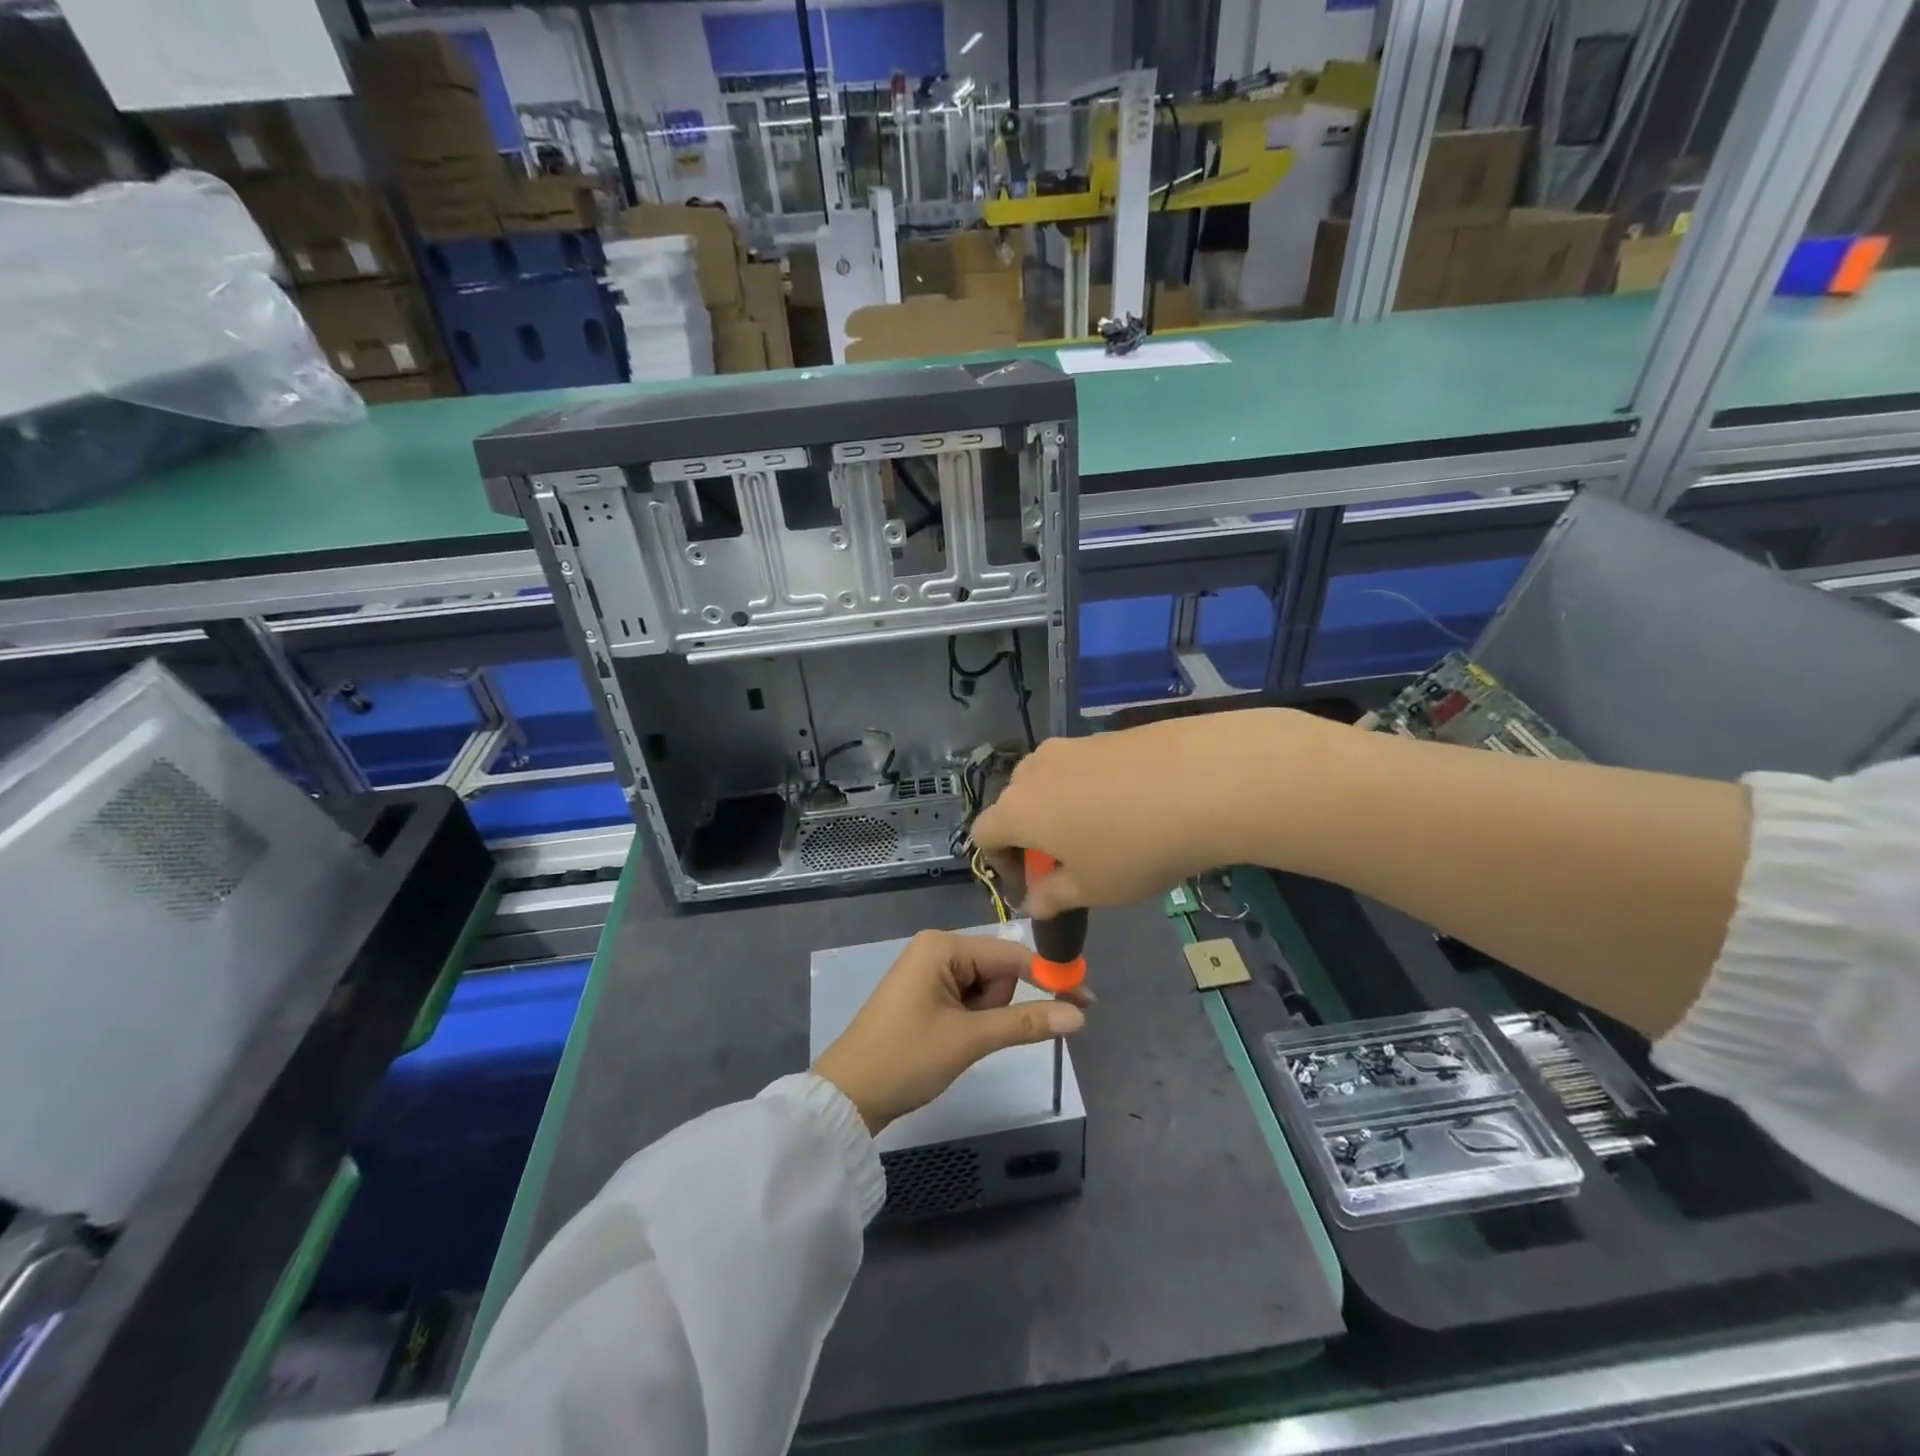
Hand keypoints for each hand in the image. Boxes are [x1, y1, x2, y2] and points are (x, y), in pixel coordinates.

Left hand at [813, 930, 1088, 1133]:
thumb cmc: (906, 1058)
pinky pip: (967, 999)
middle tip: (976, 1035)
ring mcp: (929, 971)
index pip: (1010, 954)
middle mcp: (936, 949)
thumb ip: (1025, 1023)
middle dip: (1001, 1005)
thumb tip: (1080, 1014)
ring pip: (985, 988)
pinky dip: (973, 1020)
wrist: (848, 1096)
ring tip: (957, 1041)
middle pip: (997, 970)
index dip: (1048, 976)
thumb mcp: (969, 1040)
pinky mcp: (926, 994)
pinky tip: (953, 1041)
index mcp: (942, 946)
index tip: (1086, 998)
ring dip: (985, 1017)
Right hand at [973, 710, 1310, 916]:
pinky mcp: (1108, 735)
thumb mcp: (1093, 889)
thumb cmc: (1136, 848)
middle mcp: (1035, 769)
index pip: (983, 833)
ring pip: (1050, 781)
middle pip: (1015, 803)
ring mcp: (1073, 745)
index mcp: (1019, 809)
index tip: (1031, 885)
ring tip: (1103, 835)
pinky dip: (1092, 789)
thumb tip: (1033, 901)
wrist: (1207, 780)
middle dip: (1031, 835)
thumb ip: (1053, 897)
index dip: (999, 863)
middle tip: (1068, 863)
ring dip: (1061, 810)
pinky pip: (1084, 766)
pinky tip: (1133, 808)